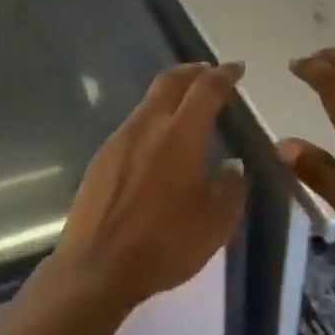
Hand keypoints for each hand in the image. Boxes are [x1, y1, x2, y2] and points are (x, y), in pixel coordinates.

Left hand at [50, 62, 248, 312]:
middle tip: (210, 72)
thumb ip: (231, 188)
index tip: (236, 68)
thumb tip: (232, 166)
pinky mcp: (101, 157)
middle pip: (171, 81)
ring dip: (171, 94)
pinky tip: (159, 141)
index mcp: (181, 134)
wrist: (97, 266)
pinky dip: (153, 118)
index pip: (207, 89)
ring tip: (187, 106)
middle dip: (193, 71)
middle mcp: (148, 125)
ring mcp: (120, 138)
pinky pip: (134, 124)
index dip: (224, 75)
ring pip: (149, 101)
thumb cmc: (165, 244)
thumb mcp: (216, 224)